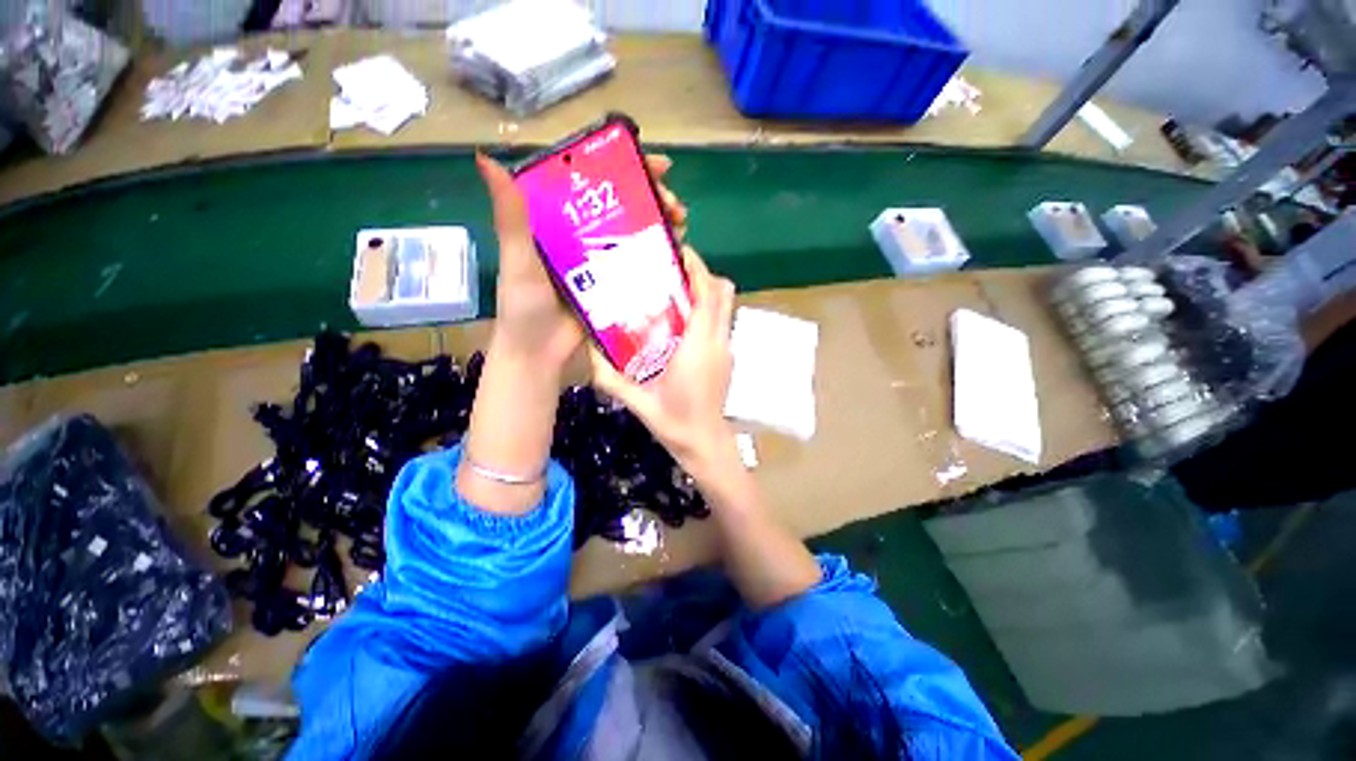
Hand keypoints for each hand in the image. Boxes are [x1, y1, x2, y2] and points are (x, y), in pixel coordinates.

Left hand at [476, 153, 687, 369]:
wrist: (541, 355)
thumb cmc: (524, 308)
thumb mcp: (519, 261)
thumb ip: (511, 218)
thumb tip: (487, 158)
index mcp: (557, 221)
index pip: (592, 182)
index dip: (622, 165)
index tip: (653, 163)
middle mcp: (582, 236)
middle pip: (622, 205)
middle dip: (653, 197)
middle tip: (674, 204)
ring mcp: (602, 262)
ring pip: (635, 233)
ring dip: (661, 224)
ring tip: (681, 224)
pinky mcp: (615, 285)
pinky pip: (640, 264)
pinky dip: (659, 255)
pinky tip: (677, 251)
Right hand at [589, 248, 737, 474]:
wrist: (705, 444)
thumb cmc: (674, 422)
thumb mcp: (637, 400)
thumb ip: (609, 375)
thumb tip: (588, 347)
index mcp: (699, 346)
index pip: (708, 293)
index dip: (696, 267)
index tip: (677, 251)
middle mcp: (719, 341)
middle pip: (723, 292)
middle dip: (701, 274)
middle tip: (671, 271)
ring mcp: (727, 348)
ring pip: (725, 305)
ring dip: (704, 291)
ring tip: (674, 292)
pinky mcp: (727, 356)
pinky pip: (721, 321)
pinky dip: (706, 311)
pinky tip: (680, 322)